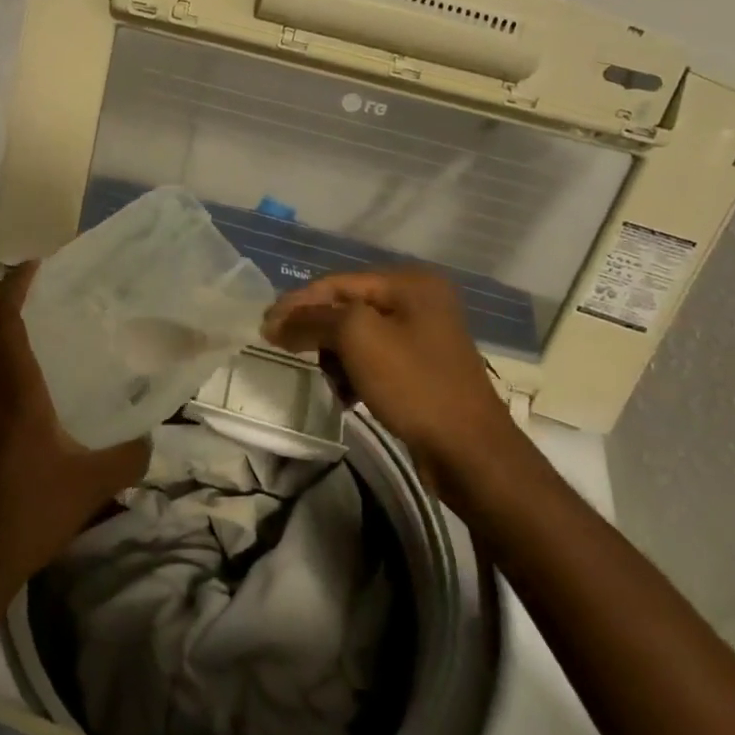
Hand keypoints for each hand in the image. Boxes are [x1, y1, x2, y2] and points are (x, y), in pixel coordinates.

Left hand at [0, 263, 149, 601]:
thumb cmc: (28, 516)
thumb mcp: (92, 486)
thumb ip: (129, 456)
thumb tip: (150, 438)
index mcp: (12, 392)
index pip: (0, 319)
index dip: (13, 285)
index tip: (33, 267)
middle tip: (27, 290)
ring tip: (21, 338)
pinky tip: (5, 402)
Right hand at [262, 267, 506, 463]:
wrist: (470, 452)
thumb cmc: (414, 384)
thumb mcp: (357, 339)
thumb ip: (313, 319)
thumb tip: (276, 321)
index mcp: (409, 282)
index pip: (337, 283)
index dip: (298, 303)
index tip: (264, 328)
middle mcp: (419, 300)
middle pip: (346, 307)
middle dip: (317, 332)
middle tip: (282, 350)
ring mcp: (424, 335)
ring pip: (357, 336)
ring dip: (335, 357)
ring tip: (329, 381)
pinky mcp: (423, 368)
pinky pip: (374, 360)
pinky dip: (355, 374)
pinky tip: (348, 397)